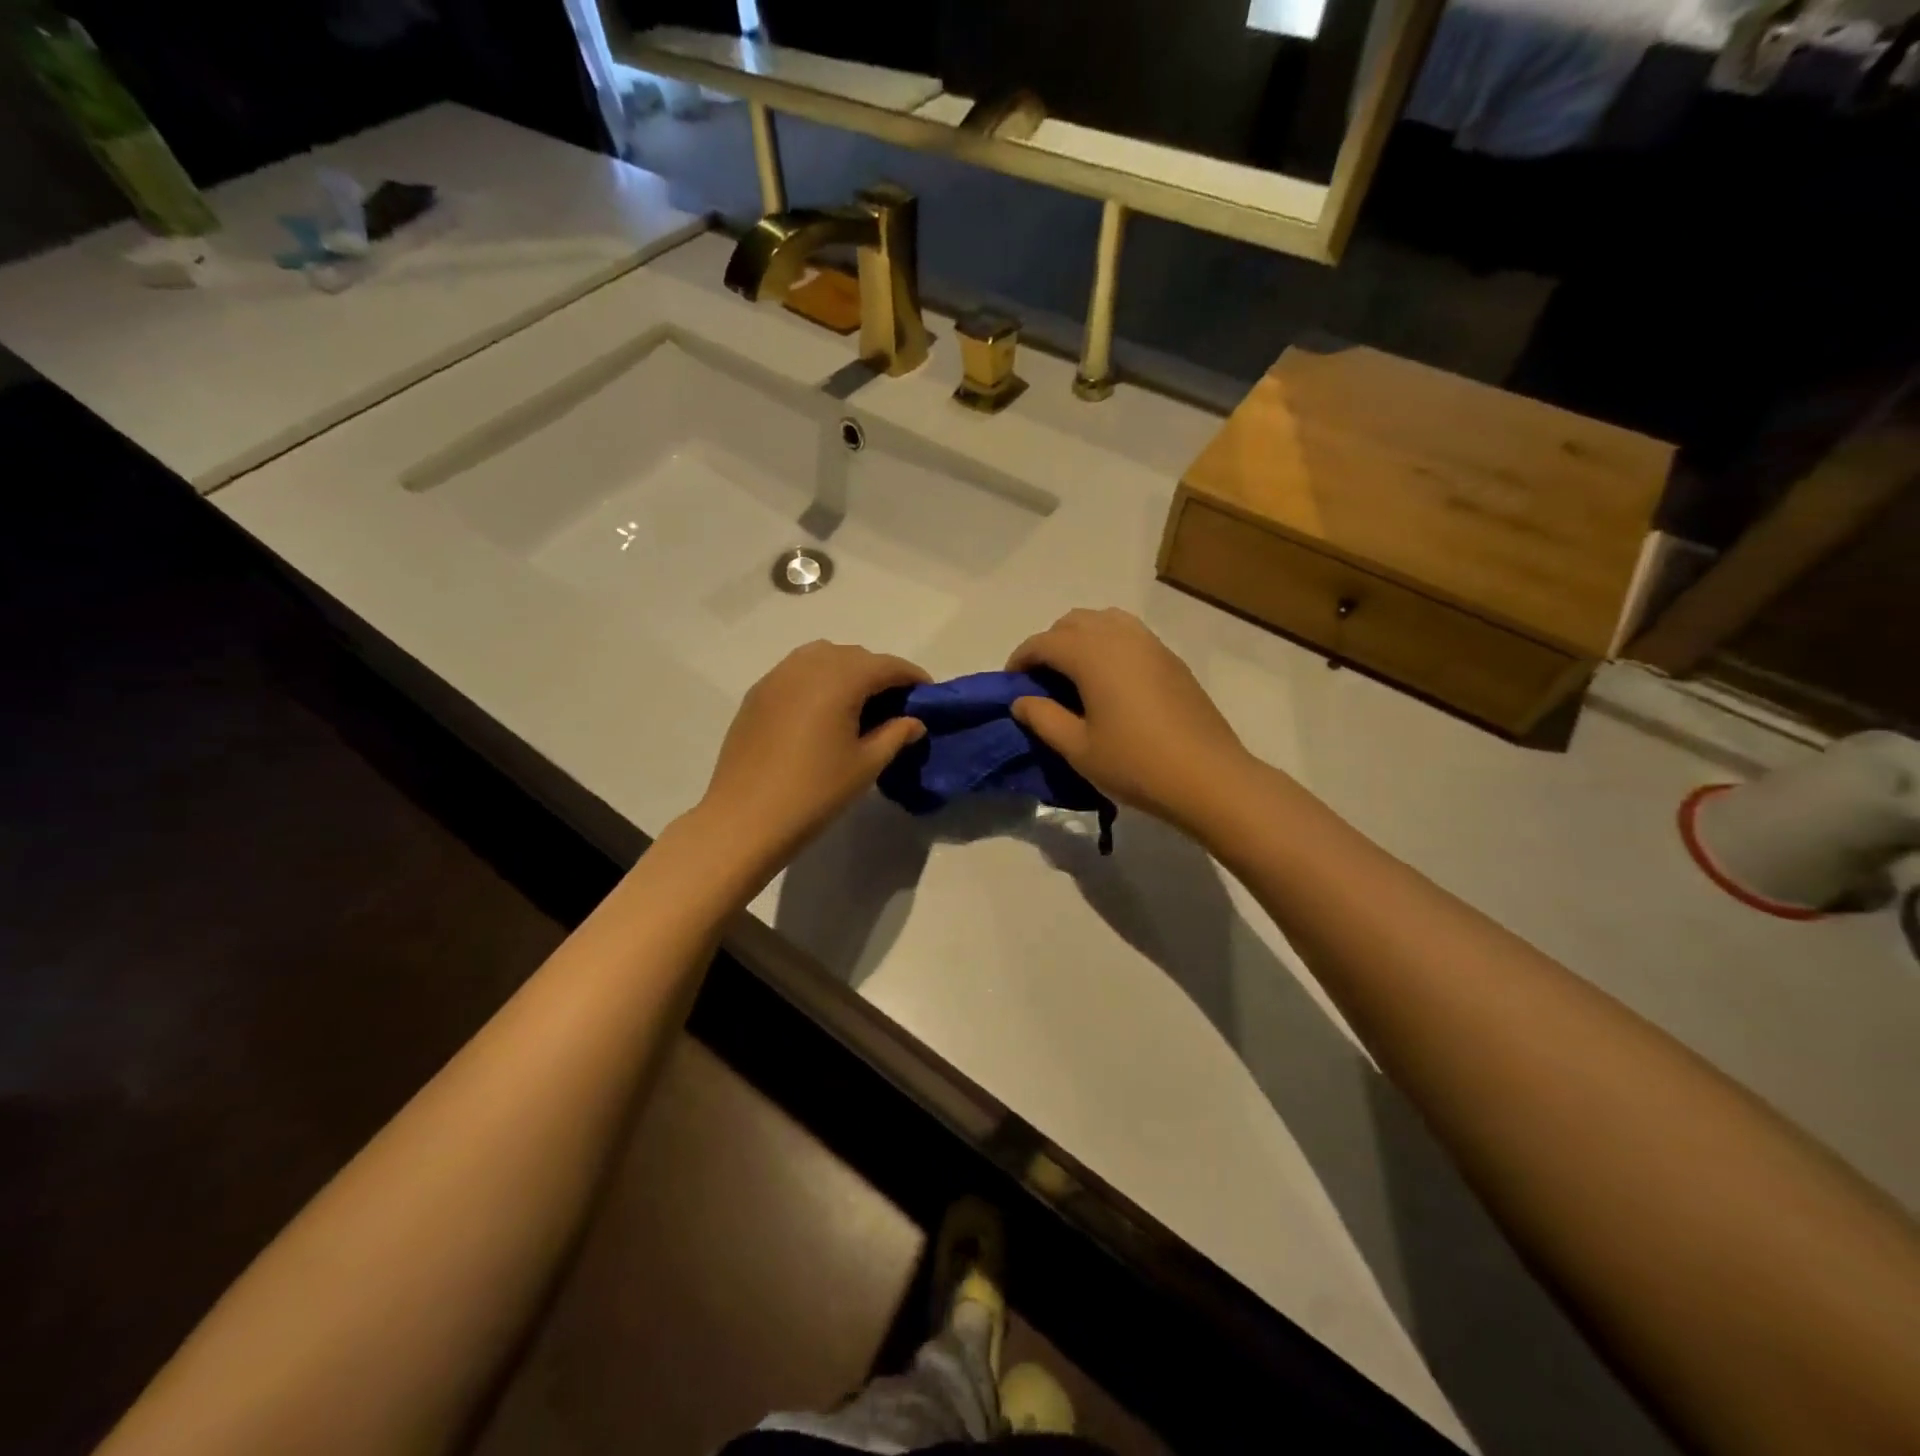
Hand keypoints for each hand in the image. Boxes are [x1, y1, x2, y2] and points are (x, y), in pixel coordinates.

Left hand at [698, 641, 928, 868]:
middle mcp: (808, 665)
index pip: (886, 665)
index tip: (928, 694)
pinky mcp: (757, 693)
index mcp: (840, 678)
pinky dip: (818, 680)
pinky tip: (823, 711)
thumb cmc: (815, 792)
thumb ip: (896, 734)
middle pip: (855, 656)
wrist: (745, 818)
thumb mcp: (866, 765)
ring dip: (847, 671)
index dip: (911, 676)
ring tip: (859, 704)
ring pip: (823, 657)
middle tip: (896, 704)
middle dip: (880, 673)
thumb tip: (914, 721)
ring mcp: (777, 676)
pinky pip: (797, 672)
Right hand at [1008, 608, 1255, 834]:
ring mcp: (1151, 644)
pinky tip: (1109, 682)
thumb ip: (1043, 718)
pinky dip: (1108, 644)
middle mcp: (1120, 637)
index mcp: (1092, 654)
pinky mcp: (1171, 659)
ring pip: (1104, 621)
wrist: (1208, 777)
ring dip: (1080, 638)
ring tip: (1074, 675)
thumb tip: (1021, 700)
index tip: (1010, 684)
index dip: (1021, 659)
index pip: (1044, 642)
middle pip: (1073, 622)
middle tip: (1041, 681)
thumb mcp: (1078, 748)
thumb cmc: (1135, 764)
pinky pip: (1129, 634)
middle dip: (1050, 644)